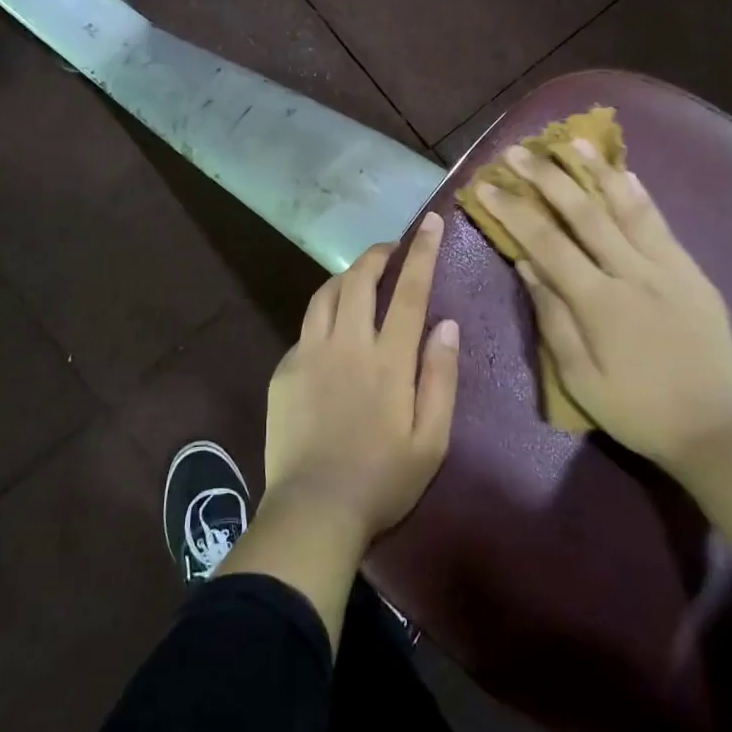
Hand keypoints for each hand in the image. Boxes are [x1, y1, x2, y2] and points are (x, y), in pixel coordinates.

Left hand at [263, 214, 460, 543]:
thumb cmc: (384, 480)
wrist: (314, 509)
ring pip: (325, 295)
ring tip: (361, 279)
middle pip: (359, 280)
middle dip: (377, 255)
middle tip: (392, 250)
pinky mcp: (285, 369)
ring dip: (346, 277)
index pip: (408, 291)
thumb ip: (440, 377)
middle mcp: (346, 344)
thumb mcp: (432, 439)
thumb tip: (446, 324)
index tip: (430, 222)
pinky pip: (306, 327)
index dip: (421, 253)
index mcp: (387, 360)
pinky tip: (332, 331)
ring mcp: (309, 353)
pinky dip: (324, 315)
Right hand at [479, 141, 731, 468]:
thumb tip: (527, 265)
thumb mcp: (580, 378)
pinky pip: (661, 224)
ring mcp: (667, 268)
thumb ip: (552, 318)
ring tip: (573, 140)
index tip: (488, 184)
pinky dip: (639, 195)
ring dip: (596, 171)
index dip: (514, 210)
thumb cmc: (637, 409)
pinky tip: (625, 173)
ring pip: (627, 208)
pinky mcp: (692, 272)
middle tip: (519, 151)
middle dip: (547, 178)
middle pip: (584, 213)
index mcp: (599, 302)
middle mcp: (632, 273)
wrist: (716, 427)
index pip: (547, 243)